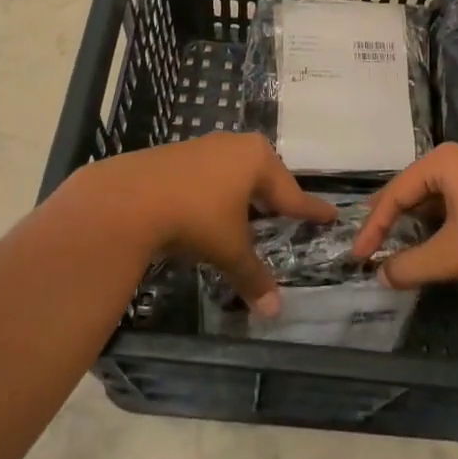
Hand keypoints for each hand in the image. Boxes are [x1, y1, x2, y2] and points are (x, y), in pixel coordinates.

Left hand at [63, 133, 336, 315]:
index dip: (310, 210)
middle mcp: (234, 146)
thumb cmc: (195, 218)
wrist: (128, 198)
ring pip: (233, 171)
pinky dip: (216, 191)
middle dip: (274, 196)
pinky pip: (208, 174)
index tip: (329, 215)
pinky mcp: (174, 155)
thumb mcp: (229, 250)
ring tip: (249, 212)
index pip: (292, 192)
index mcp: (257, 160)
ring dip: (243, 192)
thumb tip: (275, 313)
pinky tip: (209, 208)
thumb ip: (253, 277)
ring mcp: (202, 146)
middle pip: (264, 175)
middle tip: (287, 214)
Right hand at [353, 144, 457, 289]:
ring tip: (397, 249)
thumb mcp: (449, 256)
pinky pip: (452, 203)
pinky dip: (438, 225)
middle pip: (411, 192)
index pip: (394, 194)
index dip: (373, 227)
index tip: (359, 256)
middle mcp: (457, 159)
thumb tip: (381, 276)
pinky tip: (433, 245)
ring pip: (432, 199)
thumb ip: (409, 266)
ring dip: (415, 226)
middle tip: (370, 247)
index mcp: (441, 163)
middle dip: (391, 222)